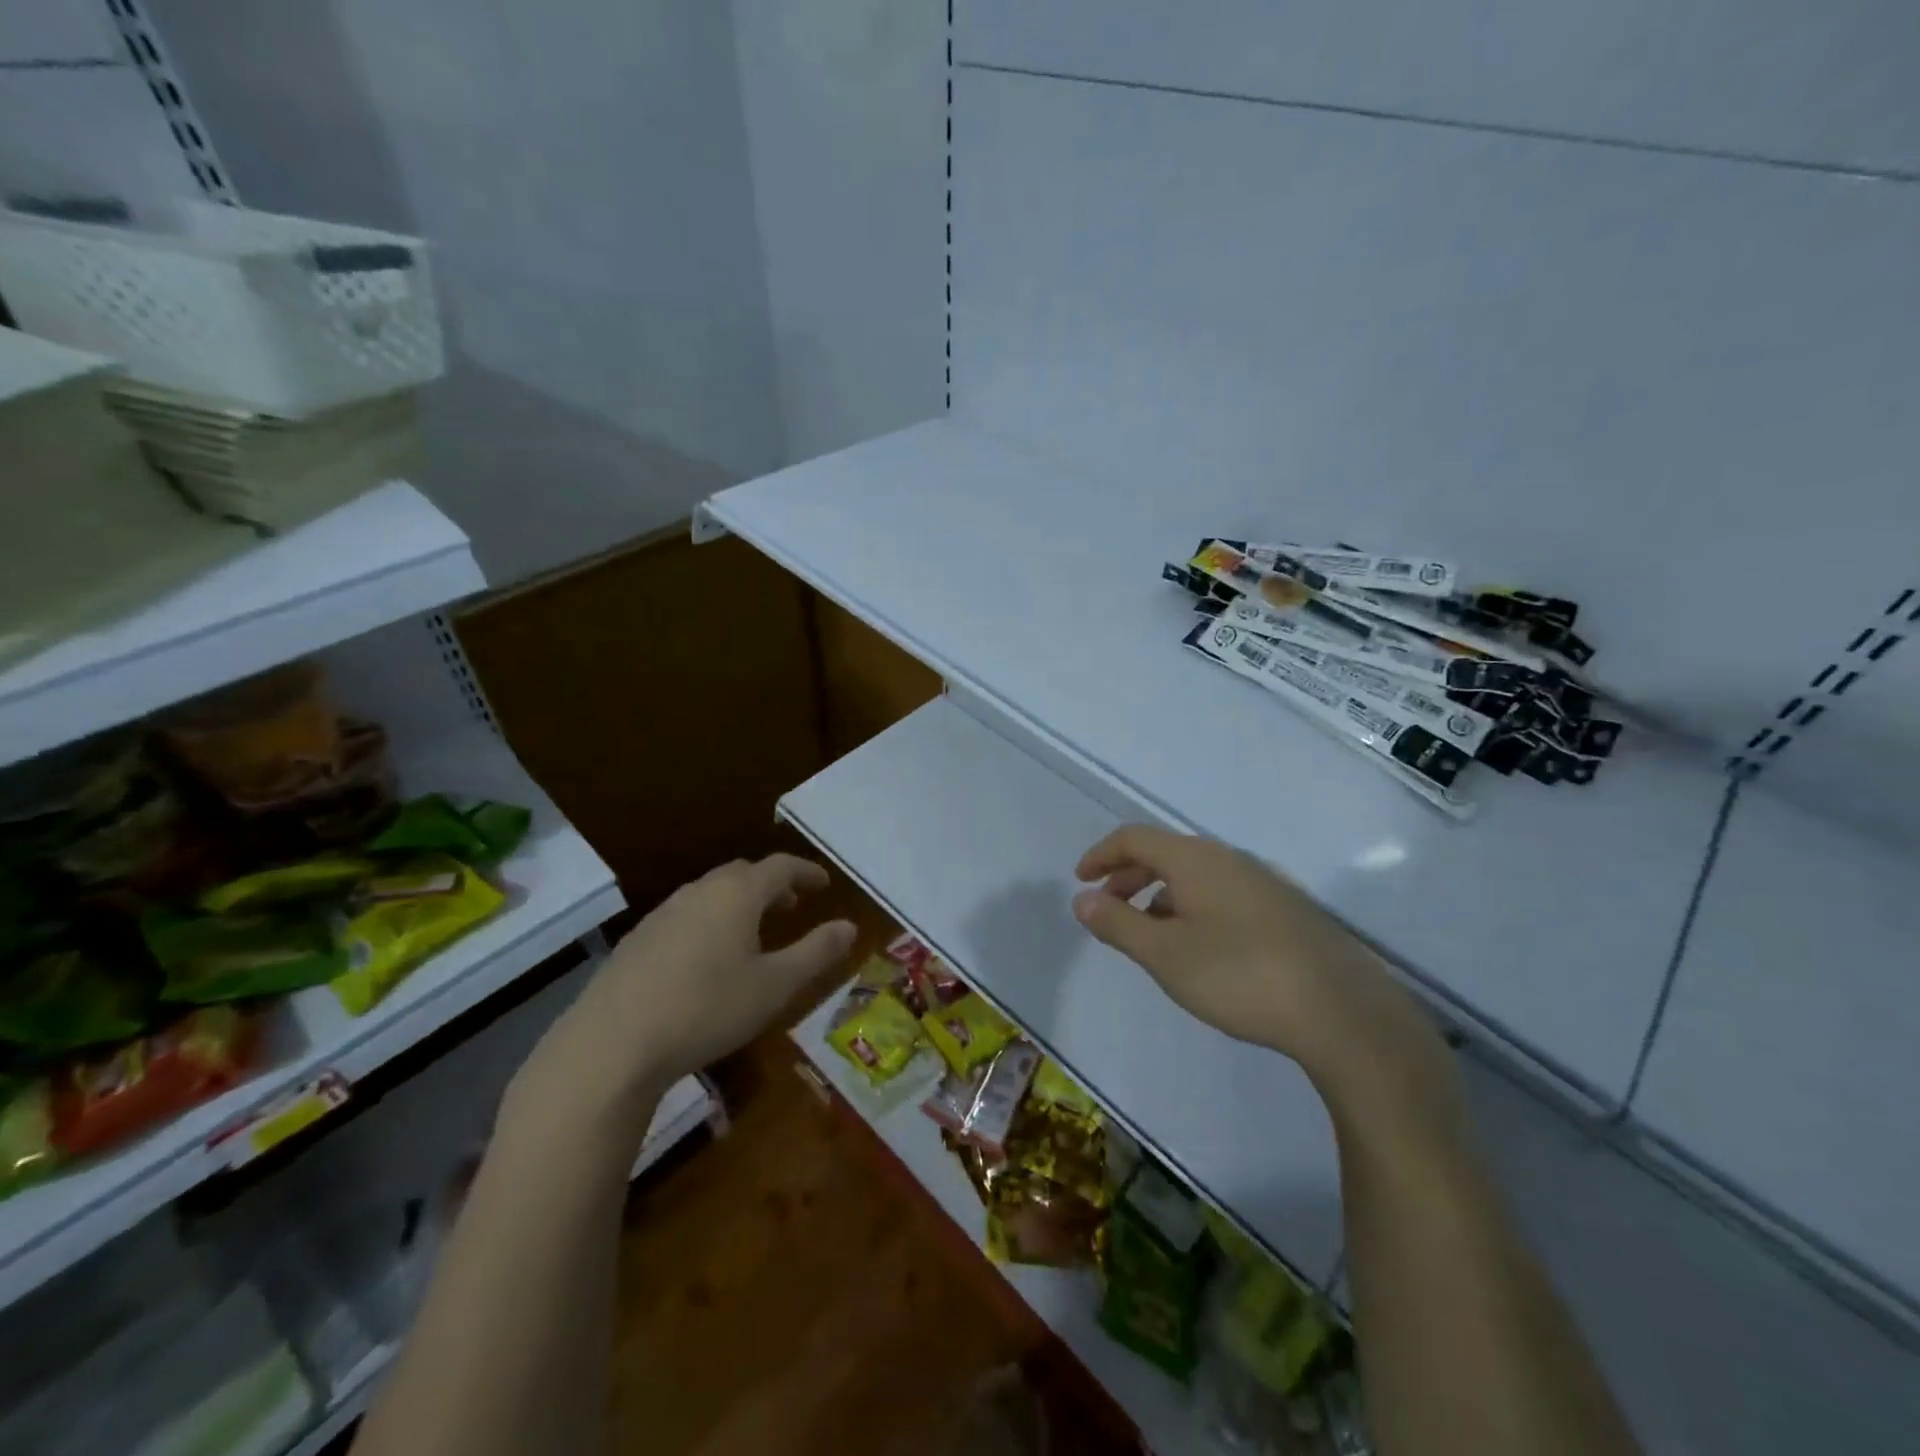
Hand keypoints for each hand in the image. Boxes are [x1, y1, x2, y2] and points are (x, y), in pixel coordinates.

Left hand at [505, 854, 854, 1146]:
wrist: (613, 1043)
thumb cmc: (707, 1008)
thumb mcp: (775, 986)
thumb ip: (816, 952)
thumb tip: (849, 926)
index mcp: (737, 894)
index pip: (780, 867)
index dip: (806, 872)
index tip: (823, 885)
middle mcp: (700, 891)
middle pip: (743, 874)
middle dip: (772, 885)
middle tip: (791, 906)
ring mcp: (663, 913)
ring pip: (711, 893)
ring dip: (739, 902)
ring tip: (753, 932)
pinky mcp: (638, 939)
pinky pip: (686, 914)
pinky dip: (710, 920)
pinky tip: (707, 957)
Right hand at [1071, 825, 1446, 1101]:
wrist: (1342, 1011)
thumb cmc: (1239, 975)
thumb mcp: (1165, 954)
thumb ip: (1118, 924)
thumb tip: (1082, 900)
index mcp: (1195, 859)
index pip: (1134, 838)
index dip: (1101, 855)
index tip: (1081, 881)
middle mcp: (1229, 859)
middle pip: (1165, 853)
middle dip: (1128, 876)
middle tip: (1107, 909)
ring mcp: (1263, 882)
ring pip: (1196, 875)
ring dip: (1160, 895)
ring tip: (1149, 936)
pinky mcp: (1286, 910)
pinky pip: (1222, 893)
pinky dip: (1192, 907)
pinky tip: (1199, 948)